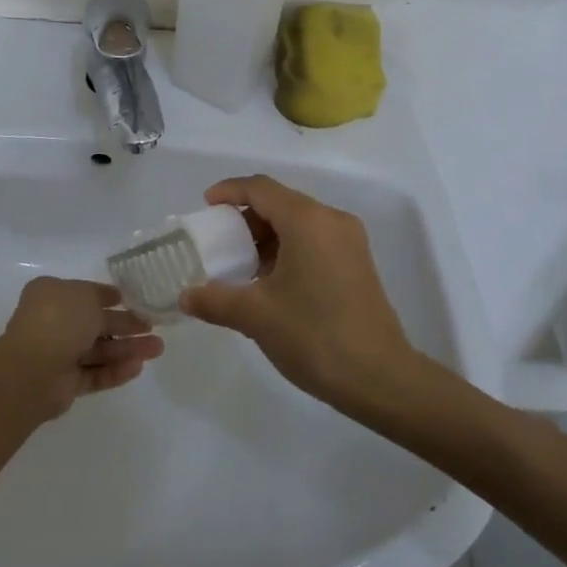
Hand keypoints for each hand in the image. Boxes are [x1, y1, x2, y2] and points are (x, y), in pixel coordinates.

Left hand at [0, 277, 163, 422]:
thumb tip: (113, 298)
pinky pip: (96, 374)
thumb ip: (101, 295)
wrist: (33, 370)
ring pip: (100, 350)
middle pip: (97, 324)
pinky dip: (116, 370)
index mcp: (53, 295)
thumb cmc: (58, 320)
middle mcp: (55, 323)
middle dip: (127, 325)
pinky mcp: (68, 383)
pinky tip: (138, 367)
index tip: (136, 301)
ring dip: (128, 349)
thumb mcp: (84, 295)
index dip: (111, 297)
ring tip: (158, 349)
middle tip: (155, 327)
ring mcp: (60, 354)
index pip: (86, 294)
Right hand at [179, 176, 416, 413]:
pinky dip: (288, 248)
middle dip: (246, 217)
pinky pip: (314, 240)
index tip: (205, 206)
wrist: (381, 378)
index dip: (229, 191)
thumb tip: (185, 296)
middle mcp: (331, 220)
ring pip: (298, 222)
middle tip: (219, 242)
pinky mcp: (357, 263)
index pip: (260, 188)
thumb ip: (215, 299)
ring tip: (241, 266)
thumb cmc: (314, 335)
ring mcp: (349, 241)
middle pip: (280, 202)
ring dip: (267, 236)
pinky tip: (271, 281)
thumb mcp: (256, 316)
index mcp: (307, 220)